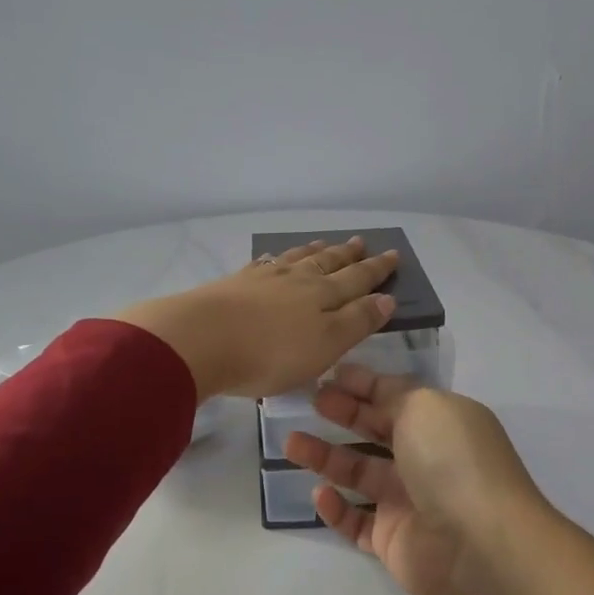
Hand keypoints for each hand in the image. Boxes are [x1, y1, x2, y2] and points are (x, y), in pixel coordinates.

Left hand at [115, 237, 398, 400]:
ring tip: (325, 243)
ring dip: (314, 252)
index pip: (357, 279)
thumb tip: (386, 298)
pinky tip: (273, 258)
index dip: (376, 270)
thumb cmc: (270, 352)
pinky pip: (263, 265)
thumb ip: (357, 321)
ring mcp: (263, 279)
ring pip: (296, 259)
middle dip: (348, 255)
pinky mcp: (234, 284)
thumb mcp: (325, 345)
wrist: (200, 340)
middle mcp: (296, 280)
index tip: (393, 255)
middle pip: (328, 263)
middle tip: (361, 242)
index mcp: (323, 295)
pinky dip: (275, 260)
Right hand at [284, 366, 550, 594]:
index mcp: (440, 422)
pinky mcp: (392, 540)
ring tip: (291, 443)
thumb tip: (369, 386)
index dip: (363, 384)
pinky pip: (356, 521)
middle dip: (342, 414)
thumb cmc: (452, 461)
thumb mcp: (424, 406)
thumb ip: (392, 394)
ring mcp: (409, 501)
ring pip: (358, 474)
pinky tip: (319, 493)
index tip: (328, 375)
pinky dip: (335, 508)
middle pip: (375, 431)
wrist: (479, 545)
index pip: (396, 396)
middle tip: (307, 402)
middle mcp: (425, 458)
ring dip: (326, 457)